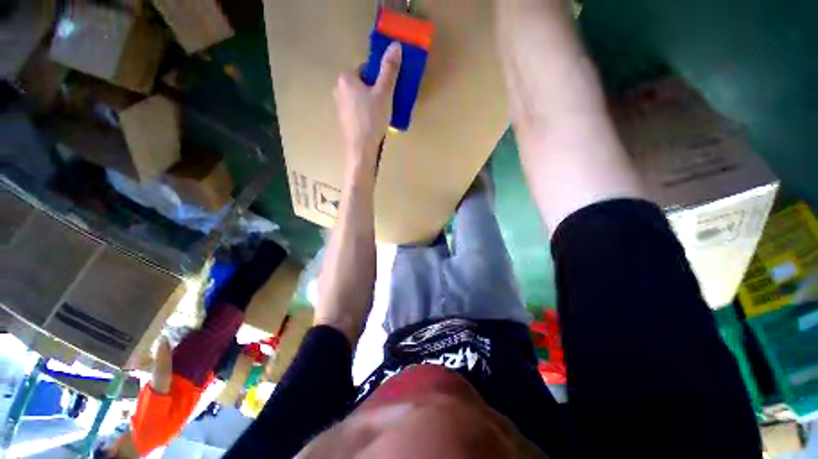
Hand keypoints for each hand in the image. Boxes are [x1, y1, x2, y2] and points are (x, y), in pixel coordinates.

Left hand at [334, 42, 401, 170]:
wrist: (361, 150)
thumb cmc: (372, 119)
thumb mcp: (384, 93)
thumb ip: (389, 70)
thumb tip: (396, 45)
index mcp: (345, 78)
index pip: (365, 69)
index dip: (379, 78)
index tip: (387, 90)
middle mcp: (338, 90)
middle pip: (362, 84)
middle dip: (375, 91)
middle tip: (386, 103)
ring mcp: (339, 107)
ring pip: (359, 99)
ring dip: (371, 103)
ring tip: (382, 116)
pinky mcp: (343, 121)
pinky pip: (357, 111)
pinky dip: (366, 114)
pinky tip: (373, 125)